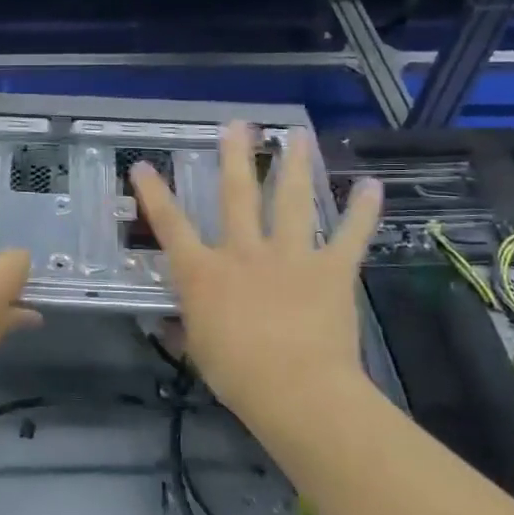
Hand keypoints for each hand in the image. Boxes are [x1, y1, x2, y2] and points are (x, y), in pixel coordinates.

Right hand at [132, 123, 381, 420]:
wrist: (296, 390)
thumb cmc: (236, 374)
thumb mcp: (198, 351)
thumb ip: (188, 328)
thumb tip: (173, 323)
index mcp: (204, 272)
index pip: (170, 225)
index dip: (154, 193)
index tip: (143, 164)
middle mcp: (243, 252)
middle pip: (237, 195)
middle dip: (236, 157)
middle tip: (239, 124)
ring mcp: (289, 256)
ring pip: (290, 201)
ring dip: (295, 165)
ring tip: (298, 134)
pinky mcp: (330, 270)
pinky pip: (349, 235)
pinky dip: (362, 210)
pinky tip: (371, 185)